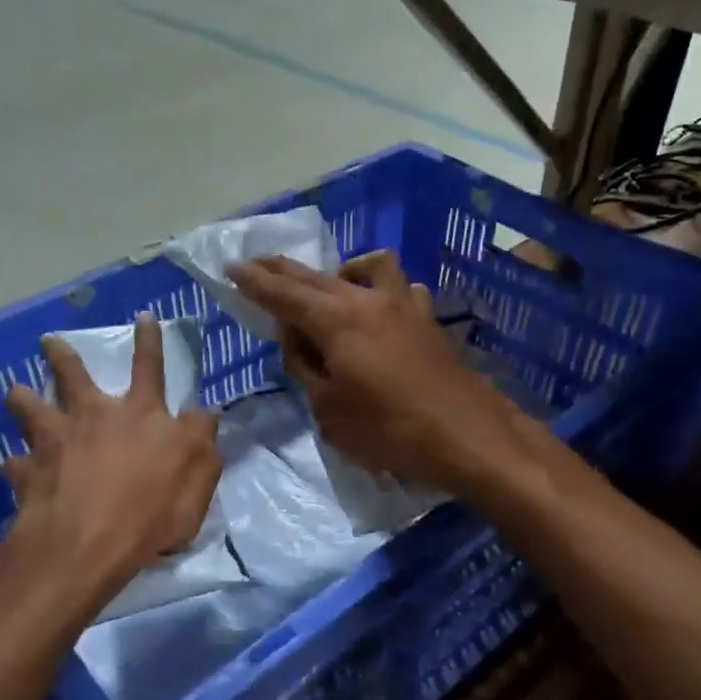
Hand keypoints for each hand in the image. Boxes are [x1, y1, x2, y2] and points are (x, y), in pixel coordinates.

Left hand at [2, 314, 220, 603]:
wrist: (87, 543)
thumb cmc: (152, 510)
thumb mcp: (200, 475)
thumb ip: (201, 439)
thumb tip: (203, 413)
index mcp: (140, 414)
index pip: (150, 367)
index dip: (149, 341)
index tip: (143, 316)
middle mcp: (93, 416)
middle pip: (73, 376)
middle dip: (62, 355)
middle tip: (48, 341)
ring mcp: (55, 441)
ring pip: (30, 408)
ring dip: (22, 398)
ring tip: (14, 391)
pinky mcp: (27, 472)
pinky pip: (15, 464)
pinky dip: (16, 464)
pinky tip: (14, 466)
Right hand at [228, 251, 527, 493]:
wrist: (468, 436)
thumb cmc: (390, 430)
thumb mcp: (329, 411)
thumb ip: (306, 369)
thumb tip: (298, 343)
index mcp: (336, 320)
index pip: (283, 294)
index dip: (254, 282)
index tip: (232, 268)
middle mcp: (367, 300)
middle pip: (316, 277)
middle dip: (283, 270)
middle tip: (257, 263)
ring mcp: (404, 305)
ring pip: (365, 269)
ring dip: (338, 272)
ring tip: (327, 289)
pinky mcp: (428, 320)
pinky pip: (398, 288)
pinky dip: (379, 290)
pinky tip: (380, 309)